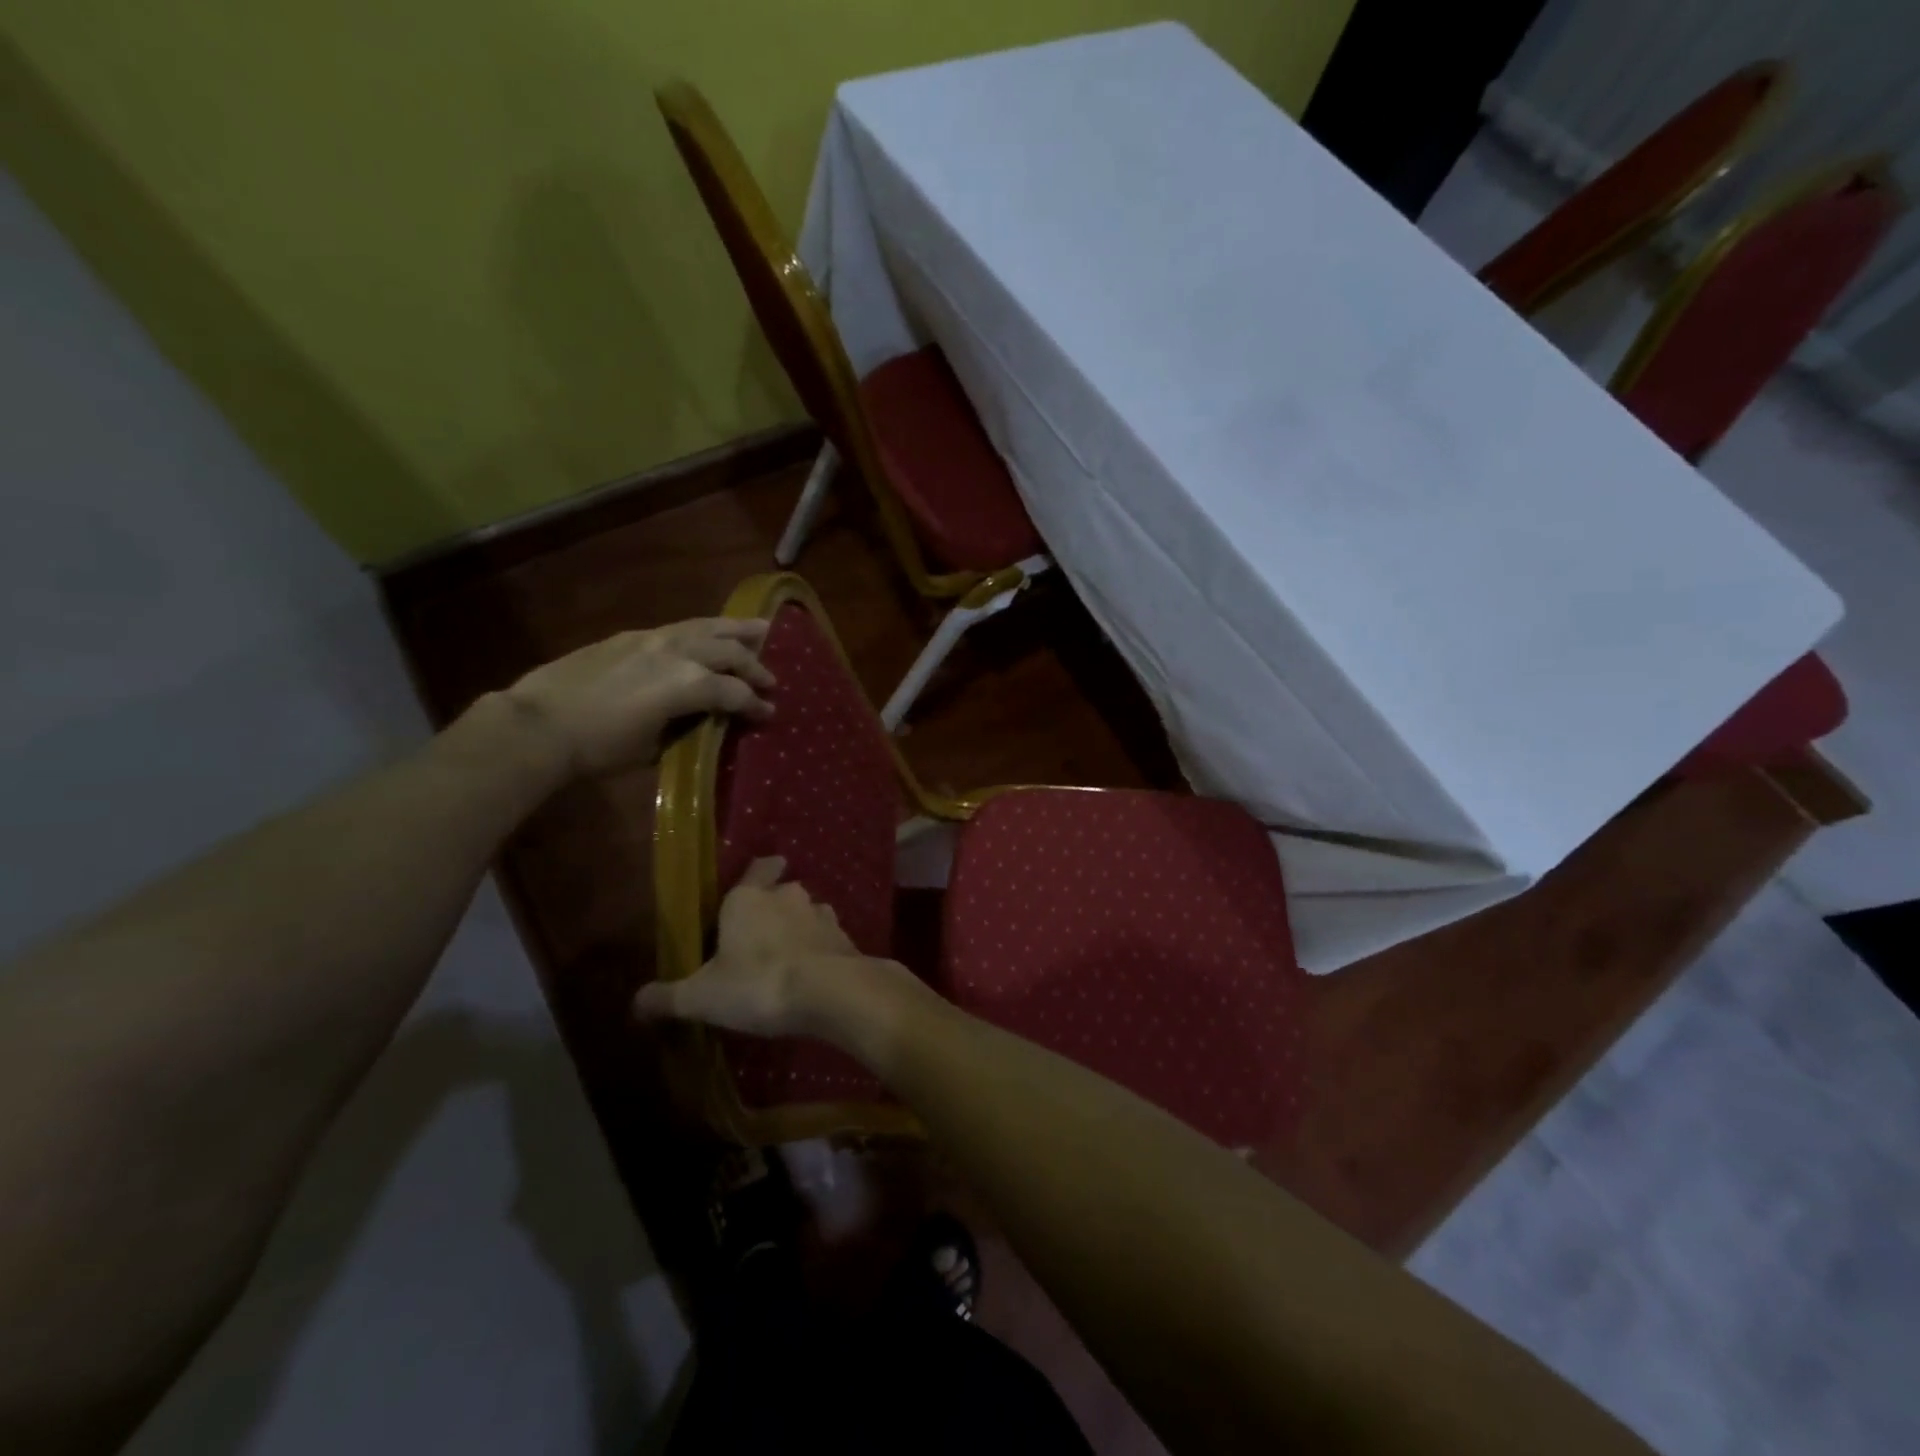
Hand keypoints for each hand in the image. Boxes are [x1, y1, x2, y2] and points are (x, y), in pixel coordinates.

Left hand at [503, 618, 773, 776]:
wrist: (539, 724)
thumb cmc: (600, 748)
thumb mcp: (654, 747)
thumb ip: (686, 728)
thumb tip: (702, 721)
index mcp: (690, 684)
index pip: (736, 693)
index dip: (756, 705)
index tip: (770, 714)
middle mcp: (679, 653)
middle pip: (730, 652)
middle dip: (755, 666)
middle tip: (771, 680)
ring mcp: (654, 639)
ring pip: (707, 627)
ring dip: (737, 630)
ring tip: (760, 629)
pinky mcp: (632, 636)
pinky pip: (680, 627)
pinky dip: (704, 629)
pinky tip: (708, 634)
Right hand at [635, 858, 919, 1040]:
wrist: (829, 992)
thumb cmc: (757, 984)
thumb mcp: (701, 997)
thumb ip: (668, 997)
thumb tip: (635, 1002)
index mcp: (748, 899)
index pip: (758, 867)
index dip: (759, 871)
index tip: (758, 877)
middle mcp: (788, 896)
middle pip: (783, 890)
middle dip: (776, 905)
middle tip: (761, 932)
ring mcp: (823, 915)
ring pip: (809, 912)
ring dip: (801, 928)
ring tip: (789, 955)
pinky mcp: (846, 938)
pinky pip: (830, 938)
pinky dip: (822, 950)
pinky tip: (814, 973)